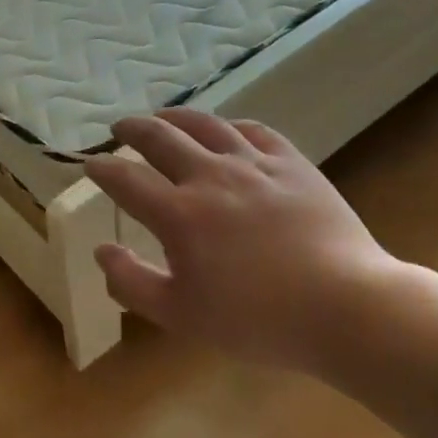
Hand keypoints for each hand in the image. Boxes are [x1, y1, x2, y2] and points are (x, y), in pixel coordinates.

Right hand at [85, 109, 402, 373]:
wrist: (347, 307)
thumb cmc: (258, 320)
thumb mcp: (181, 315)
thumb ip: (132, 282)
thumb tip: (101, 251)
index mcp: (179, 214)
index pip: (126, 179)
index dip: (102, 169)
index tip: (91, 164)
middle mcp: (211, 177)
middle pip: (160, 138)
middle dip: (132, 129)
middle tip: (120, 128)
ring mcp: (255, 165)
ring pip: (206, 125)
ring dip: (176, 117)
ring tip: (164, 116)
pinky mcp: (293, 164)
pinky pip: (255, 131)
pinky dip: (231, 126)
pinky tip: (227, 130)